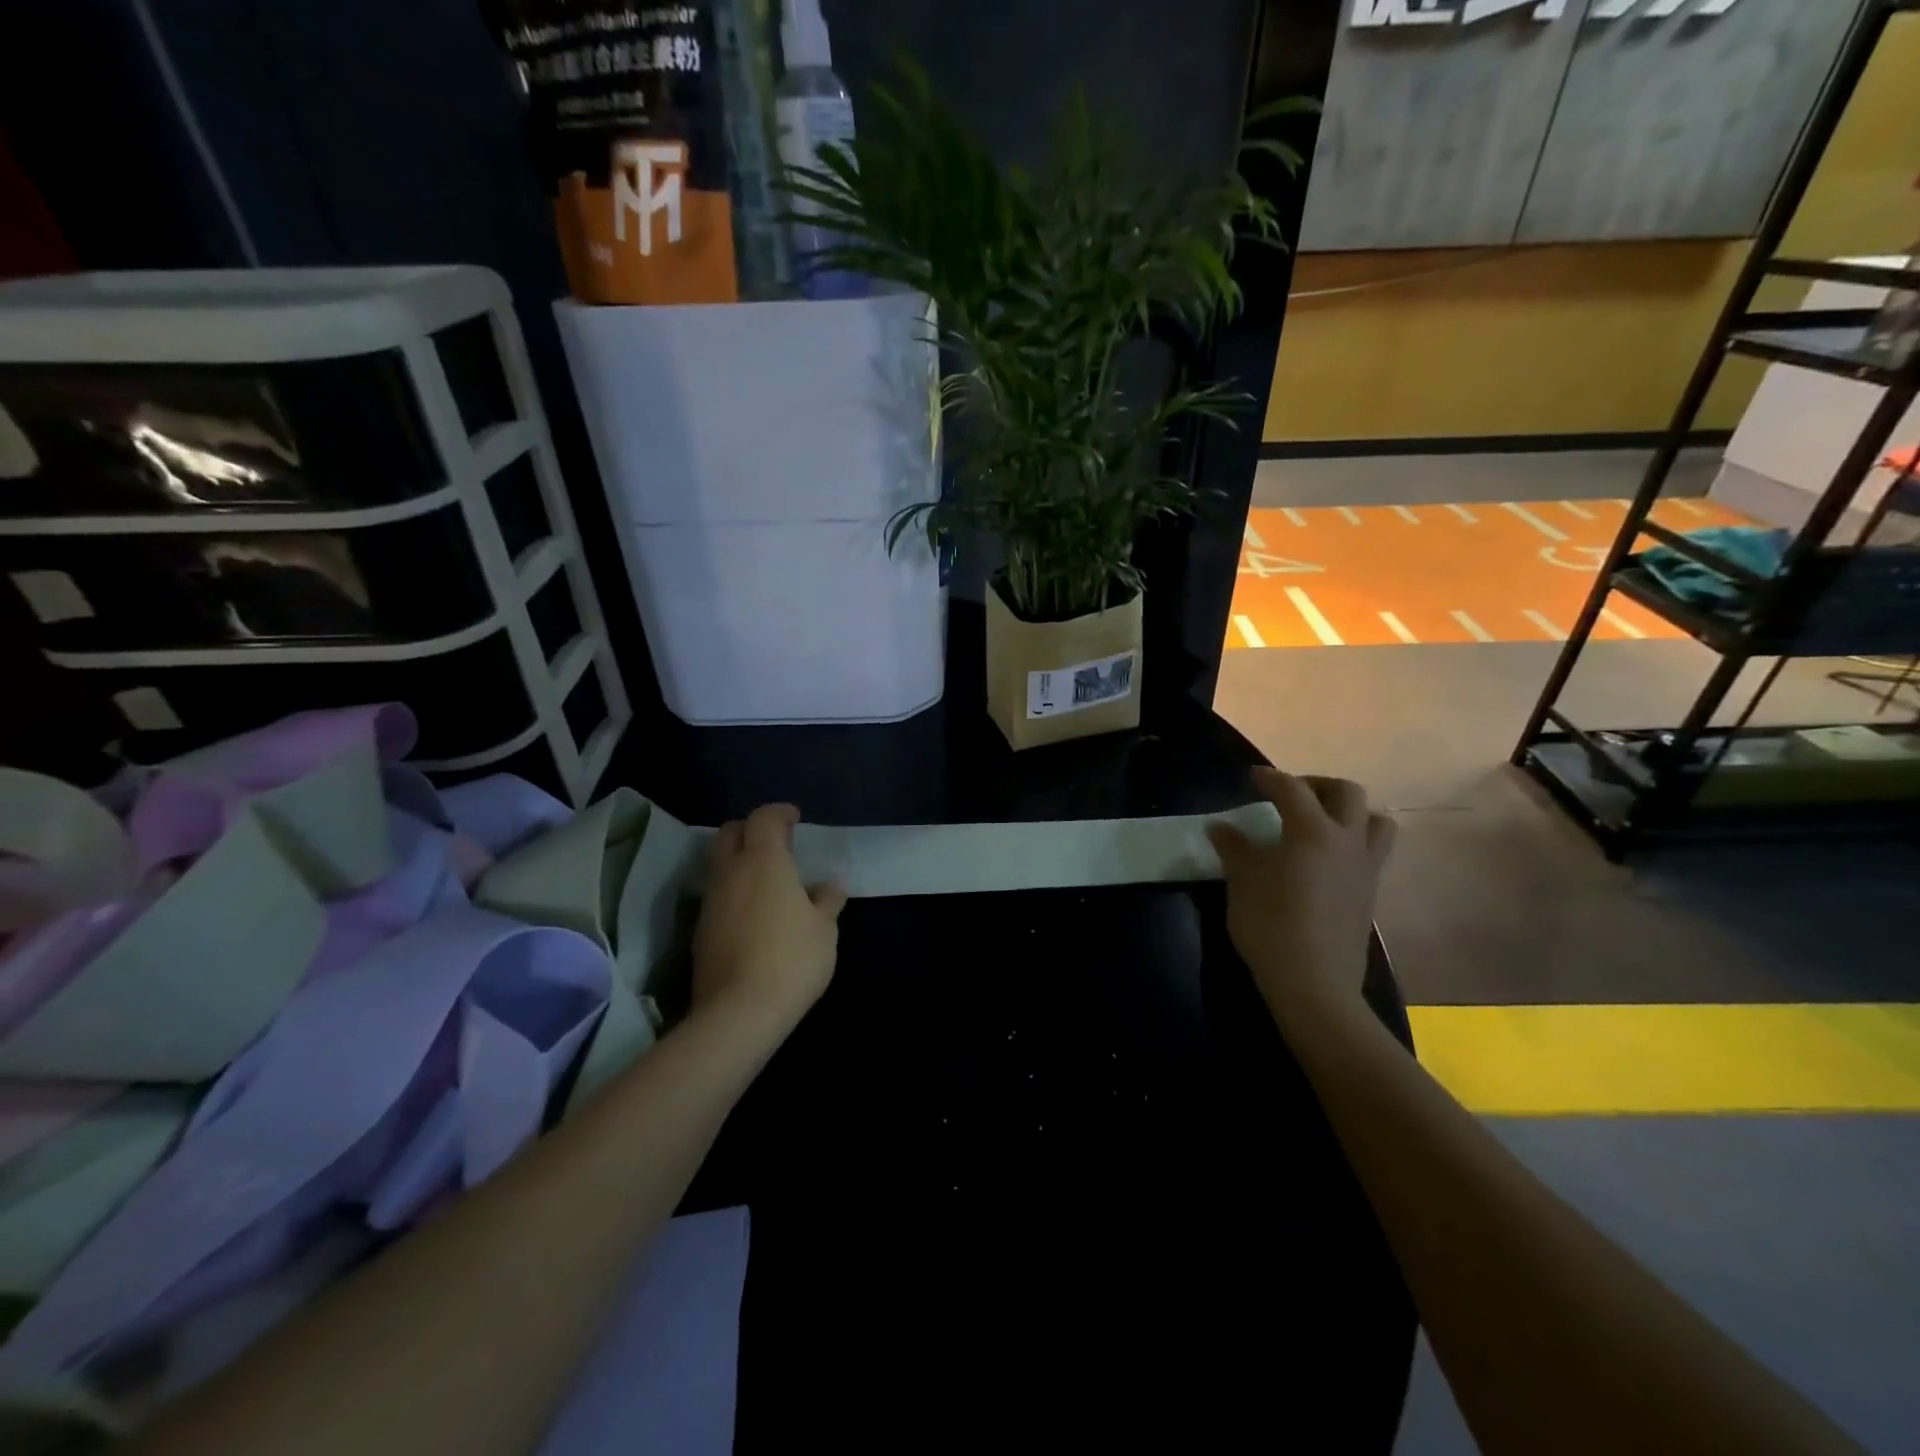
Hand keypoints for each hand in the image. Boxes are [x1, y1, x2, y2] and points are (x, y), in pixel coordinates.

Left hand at [692, 803, 846, 1037]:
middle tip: (775, 843)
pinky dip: (732, 890)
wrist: (739, 1012)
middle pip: (730, 832)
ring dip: (738, 861)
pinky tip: (751, 911)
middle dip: (750, 829)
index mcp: (764, 861)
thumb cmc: (792, 959)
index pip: (763, 818)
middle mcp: (730, 872)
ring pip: (718, 864)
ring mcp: (710, 901)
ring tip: (765, 878)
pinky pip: (715, 894)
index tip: (795, 819)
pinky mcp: (699, 930)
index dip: (779, 813)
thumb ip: (827, 901)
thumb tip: (830, 884)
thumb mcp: (824, 929)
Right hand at [1206, 769, 1395, 1024]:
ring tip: (1319, 822)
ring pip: (1374, 821)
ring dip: (1348, 811)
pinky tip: (1324, 859)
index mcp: (1313, 832)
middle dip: (1317, 785)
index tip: (1252, 777)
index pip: (1292, 789)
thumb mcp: (1242, 882)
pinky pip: (1371, 851)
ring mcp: (1365, 867)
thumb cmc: (1270, 925)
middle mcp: (1347, 841)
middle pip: (1346, 792)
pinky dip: (1351, 841)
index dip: (1270, 778)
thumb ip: (1234, 848)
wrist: (1314, 983)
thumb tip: (1220, 827)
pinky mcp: (1370, 892)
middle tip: (1289, 796)